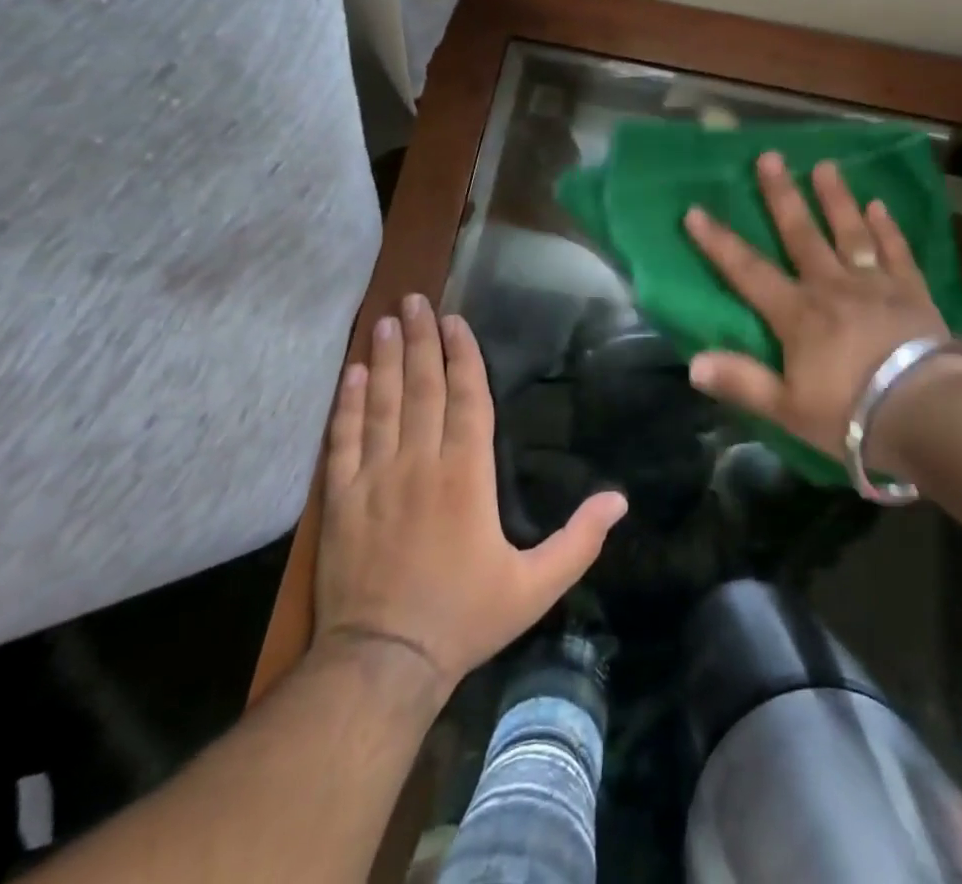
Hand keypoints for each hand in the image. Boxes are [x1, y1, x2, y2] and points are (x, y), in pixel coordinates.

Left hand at [312, 294, 627, 693]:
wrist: (383, 663)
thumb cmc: (464, 617)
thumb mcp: (535, 586)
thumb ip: (579, 541)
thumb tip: (620, 501)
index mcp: (467, 474)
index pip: (467, 398)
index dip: (461, 355)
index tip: (454, 321)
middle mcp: (420, 463)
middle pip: (422, 387)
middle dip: (420, 339)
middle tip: (414, 300)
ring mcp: (376, 477)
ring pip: (382, 403)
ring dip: (384, 359)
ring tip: (385, 321)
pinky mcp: (341, 499)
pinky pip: (344, 439)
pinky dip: (347, 404)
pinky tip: (352, 375)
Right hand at [683, 153, 961, 469]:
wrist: (925, 412)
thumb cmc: (849, 413)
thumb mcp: (787, 407)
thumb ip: (741, 381)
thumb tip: (693, 363)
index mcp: (797, 314)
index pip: (748, 271)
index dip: (719, 242)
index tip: (695, 211)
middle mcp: (832, 286)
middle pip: (801, 234)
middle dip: (782, 196)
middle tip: (770, 157)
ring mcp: (874, 284)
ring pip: (850, 232)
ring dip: (836, 198)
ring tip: (826, 166)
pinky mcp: (911, 291)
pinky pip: (896, 252)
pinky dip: (887, 228)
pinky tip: (880, 205)